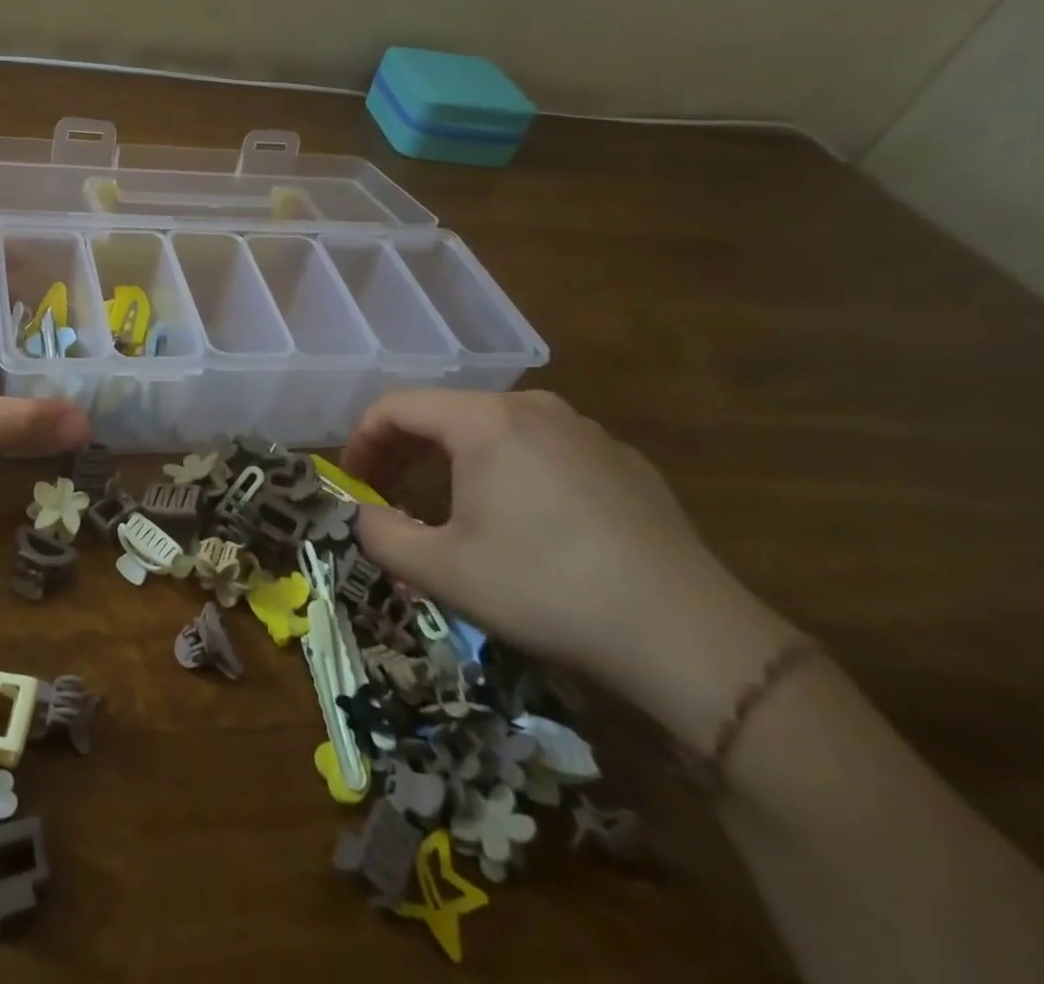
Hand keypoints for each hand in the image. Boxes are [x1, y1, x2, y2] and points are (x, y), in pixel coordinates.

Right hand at [343, 389, 794, 744]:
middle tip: (389, 494)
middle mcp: (534, 408)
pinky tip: (525, 523)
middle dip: (405, 451)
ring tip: (451, 508)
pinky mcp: (623, 461)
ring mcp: (585, 431)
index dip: (362, 440)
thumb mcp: (442, 570)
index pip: (397, 406)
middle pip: (445, 413)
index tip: (353, 482)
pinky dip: (510, 472)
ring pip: (495, 430)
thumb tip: (360, 516)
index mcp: (484, 420)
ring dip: (455, 461)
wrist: (690, 637)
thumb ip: (380, 534)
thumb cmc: (546, 589)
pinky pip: (544, 450)